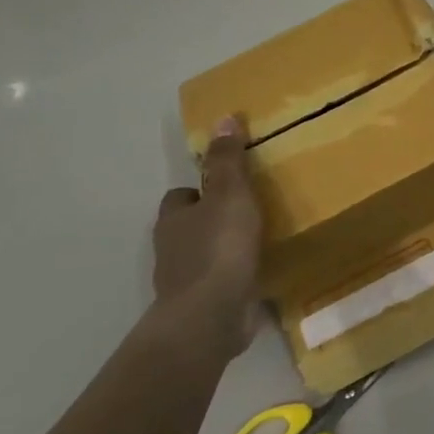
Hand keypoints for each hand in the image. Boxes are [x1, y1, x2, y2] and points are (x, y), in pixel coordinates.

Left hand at [152, 116, 265, 360]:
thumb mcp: (229, 194)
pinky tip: (259, 274)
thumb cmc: (219, 247)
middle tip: (249, 211)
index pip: (181, 197)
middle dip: (213, 220)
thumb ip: (227, 160)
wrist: (210, 316)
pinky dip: (234, 278)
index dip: (200, 190)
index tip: (228, 186)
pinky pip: (221, 284)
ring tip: (260, 241)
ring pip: (204, 256)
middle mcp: (172, 249)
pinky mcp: (203, 306)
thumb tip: (222, 118)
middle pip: (189, 226)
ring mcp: (186, 281)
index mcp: (174, 219)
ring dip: (224, 250)